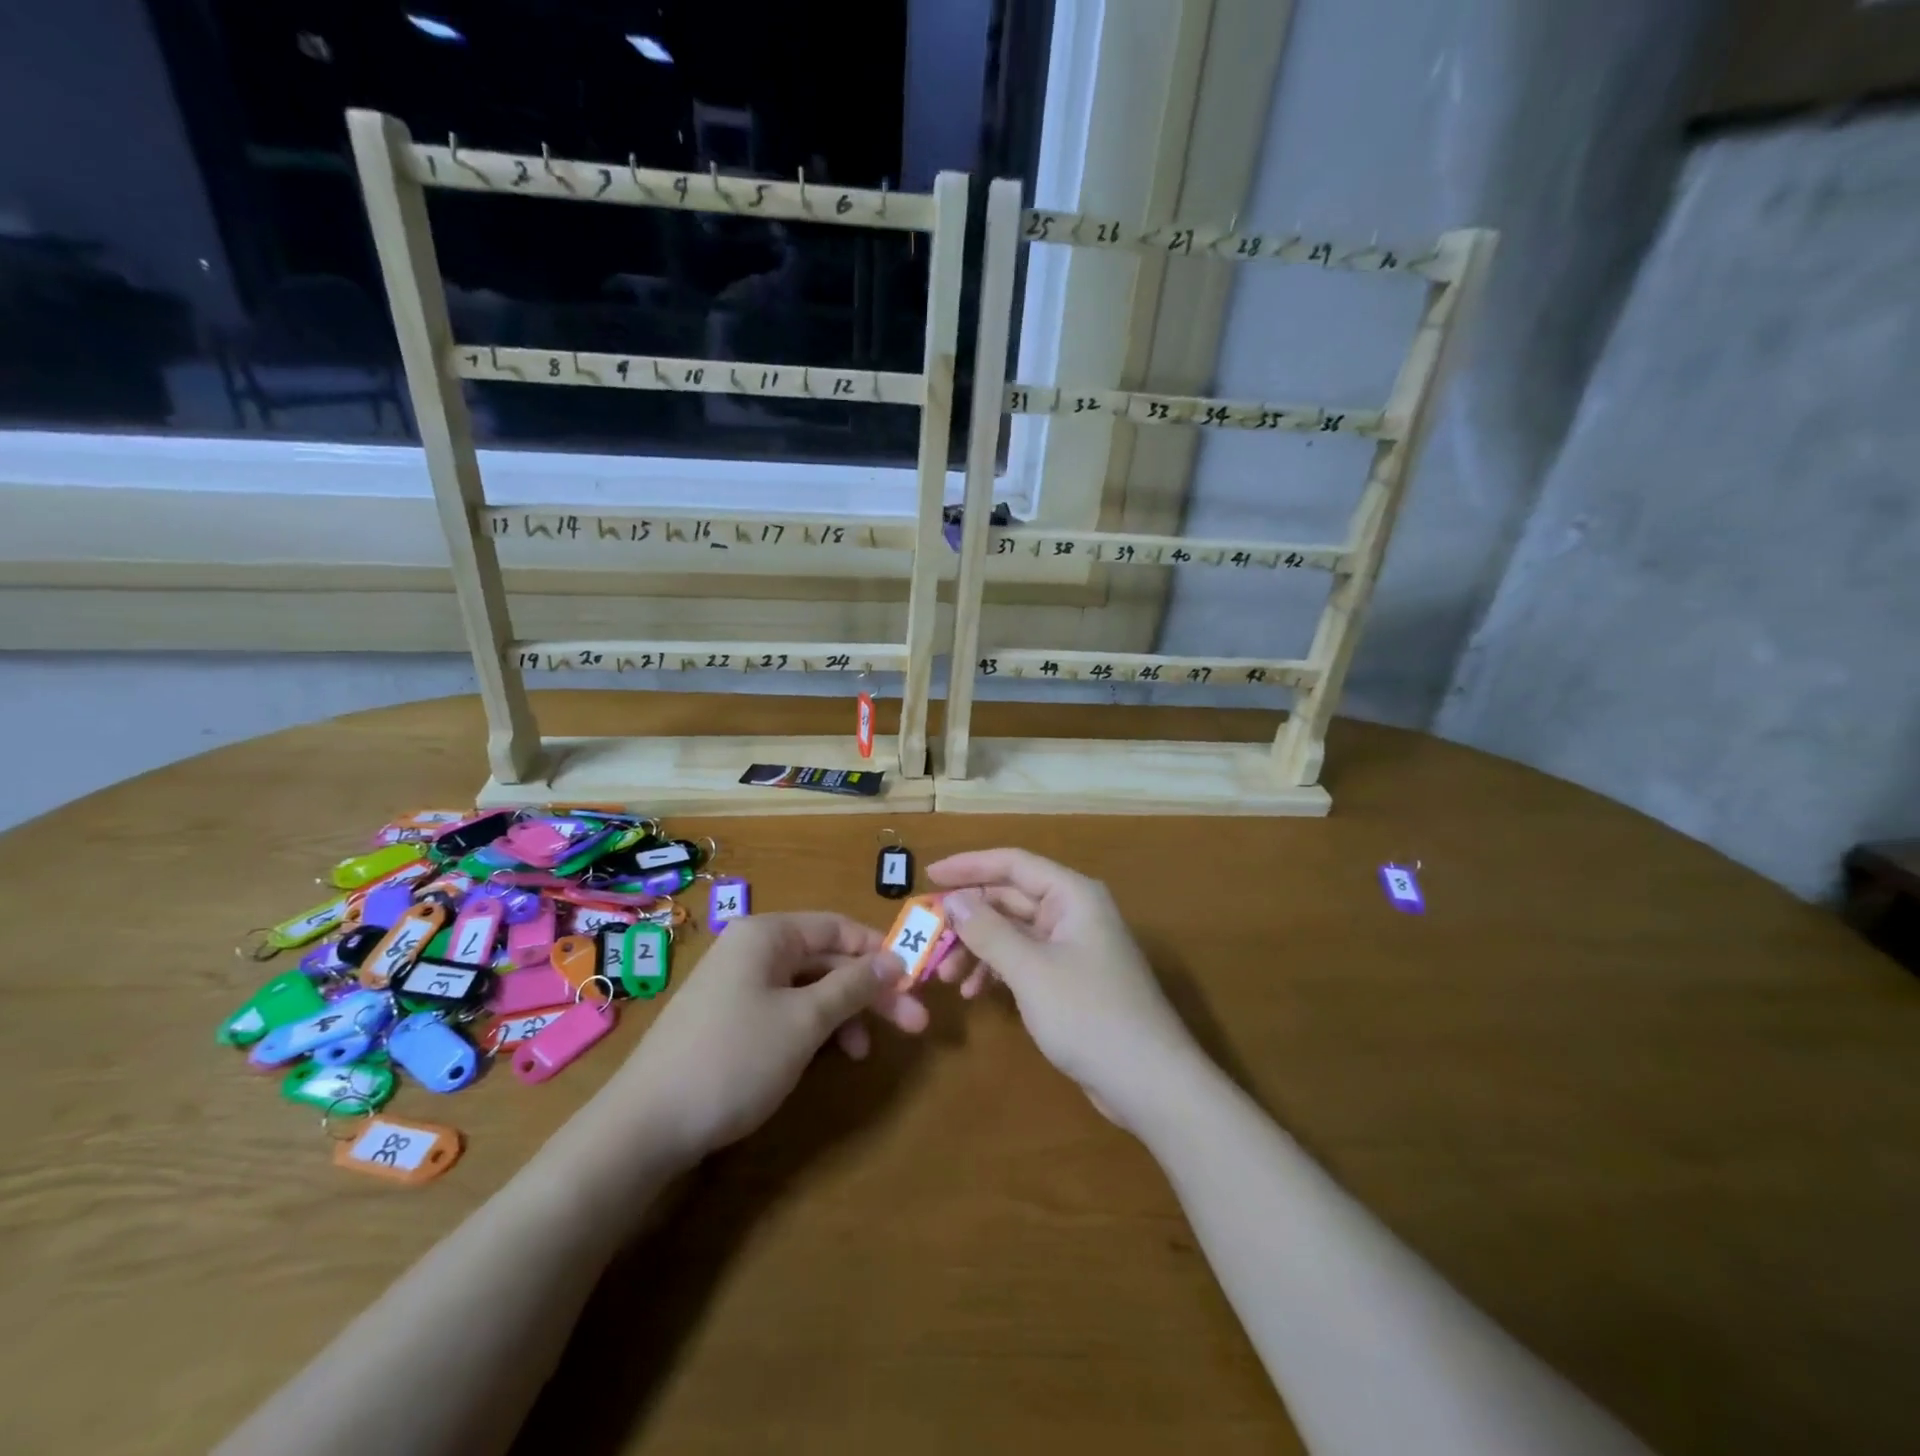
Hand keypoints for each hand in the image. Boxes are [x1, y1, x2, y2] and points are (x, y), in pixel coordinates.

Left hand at [598, 913, 926, 1168]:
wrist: (644, 1127)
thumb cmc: (734, 1059)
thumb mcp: (805, 1021)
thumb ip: (854, 985)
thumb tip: (896, 960)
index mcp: (767, 934)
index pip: (839, 927)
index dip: (880, 952)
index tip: (916, 982)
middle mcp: (752, 950)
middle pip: (827, 959)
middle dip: (870, 991)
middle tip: (914, 1024)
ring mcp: (738, 986)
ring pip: (809, 988)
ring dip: (844, 1015)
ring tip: (865, 1054)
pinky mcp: (730, 1021)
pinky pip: (785, 1010)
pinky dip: (813, 1029)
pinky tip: (829, 1057)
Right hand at [925, 849, 1201, 1130]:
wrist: (1150, 1082)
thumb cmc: (1089, 1014)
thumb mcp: (1030, 970)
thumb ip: (987, 930)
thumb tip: (952, 898)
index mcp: (1072, 894)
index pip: (1012, 863)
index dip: (968, 866)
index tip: (927, 874)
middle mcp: (1074, 911)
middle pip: (1010, 898)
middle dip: (968, 918)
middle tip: (929, 936)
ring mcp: (1074, 946)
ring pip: (1014, 932)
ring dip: (978, 948)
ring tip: (946, 977)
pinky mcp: (1071, 979)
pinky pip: (1025, 960)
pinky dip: (998, 970)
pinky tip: (974, 993)